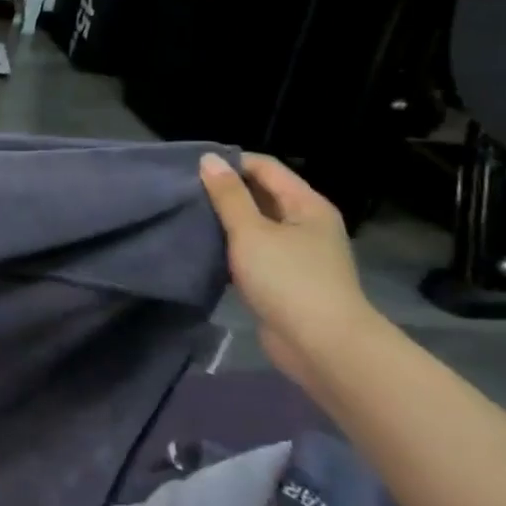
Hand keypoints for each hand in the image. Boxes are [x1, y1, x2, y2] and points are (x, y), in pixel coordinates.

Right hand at [198, 152, 374, 390]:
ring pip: (254, 225)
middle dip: (224, 192)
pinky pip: (253, 252)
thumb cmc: (288, 279)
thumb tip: (209, 159)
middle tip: (183, 192)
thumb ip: (228, 195)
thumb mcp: (251, 232)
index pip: (265, 167)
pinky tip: (204, 249)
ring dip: (225, 221)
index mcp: (306, 205)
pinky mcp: (284, 279)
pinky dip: (231, 248)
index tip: (191, 169)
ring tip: (187, 217)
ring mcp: (297, 253)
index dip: (230, 163)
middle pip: (261, 194)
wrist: (322, 346)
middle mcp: (305, 224)